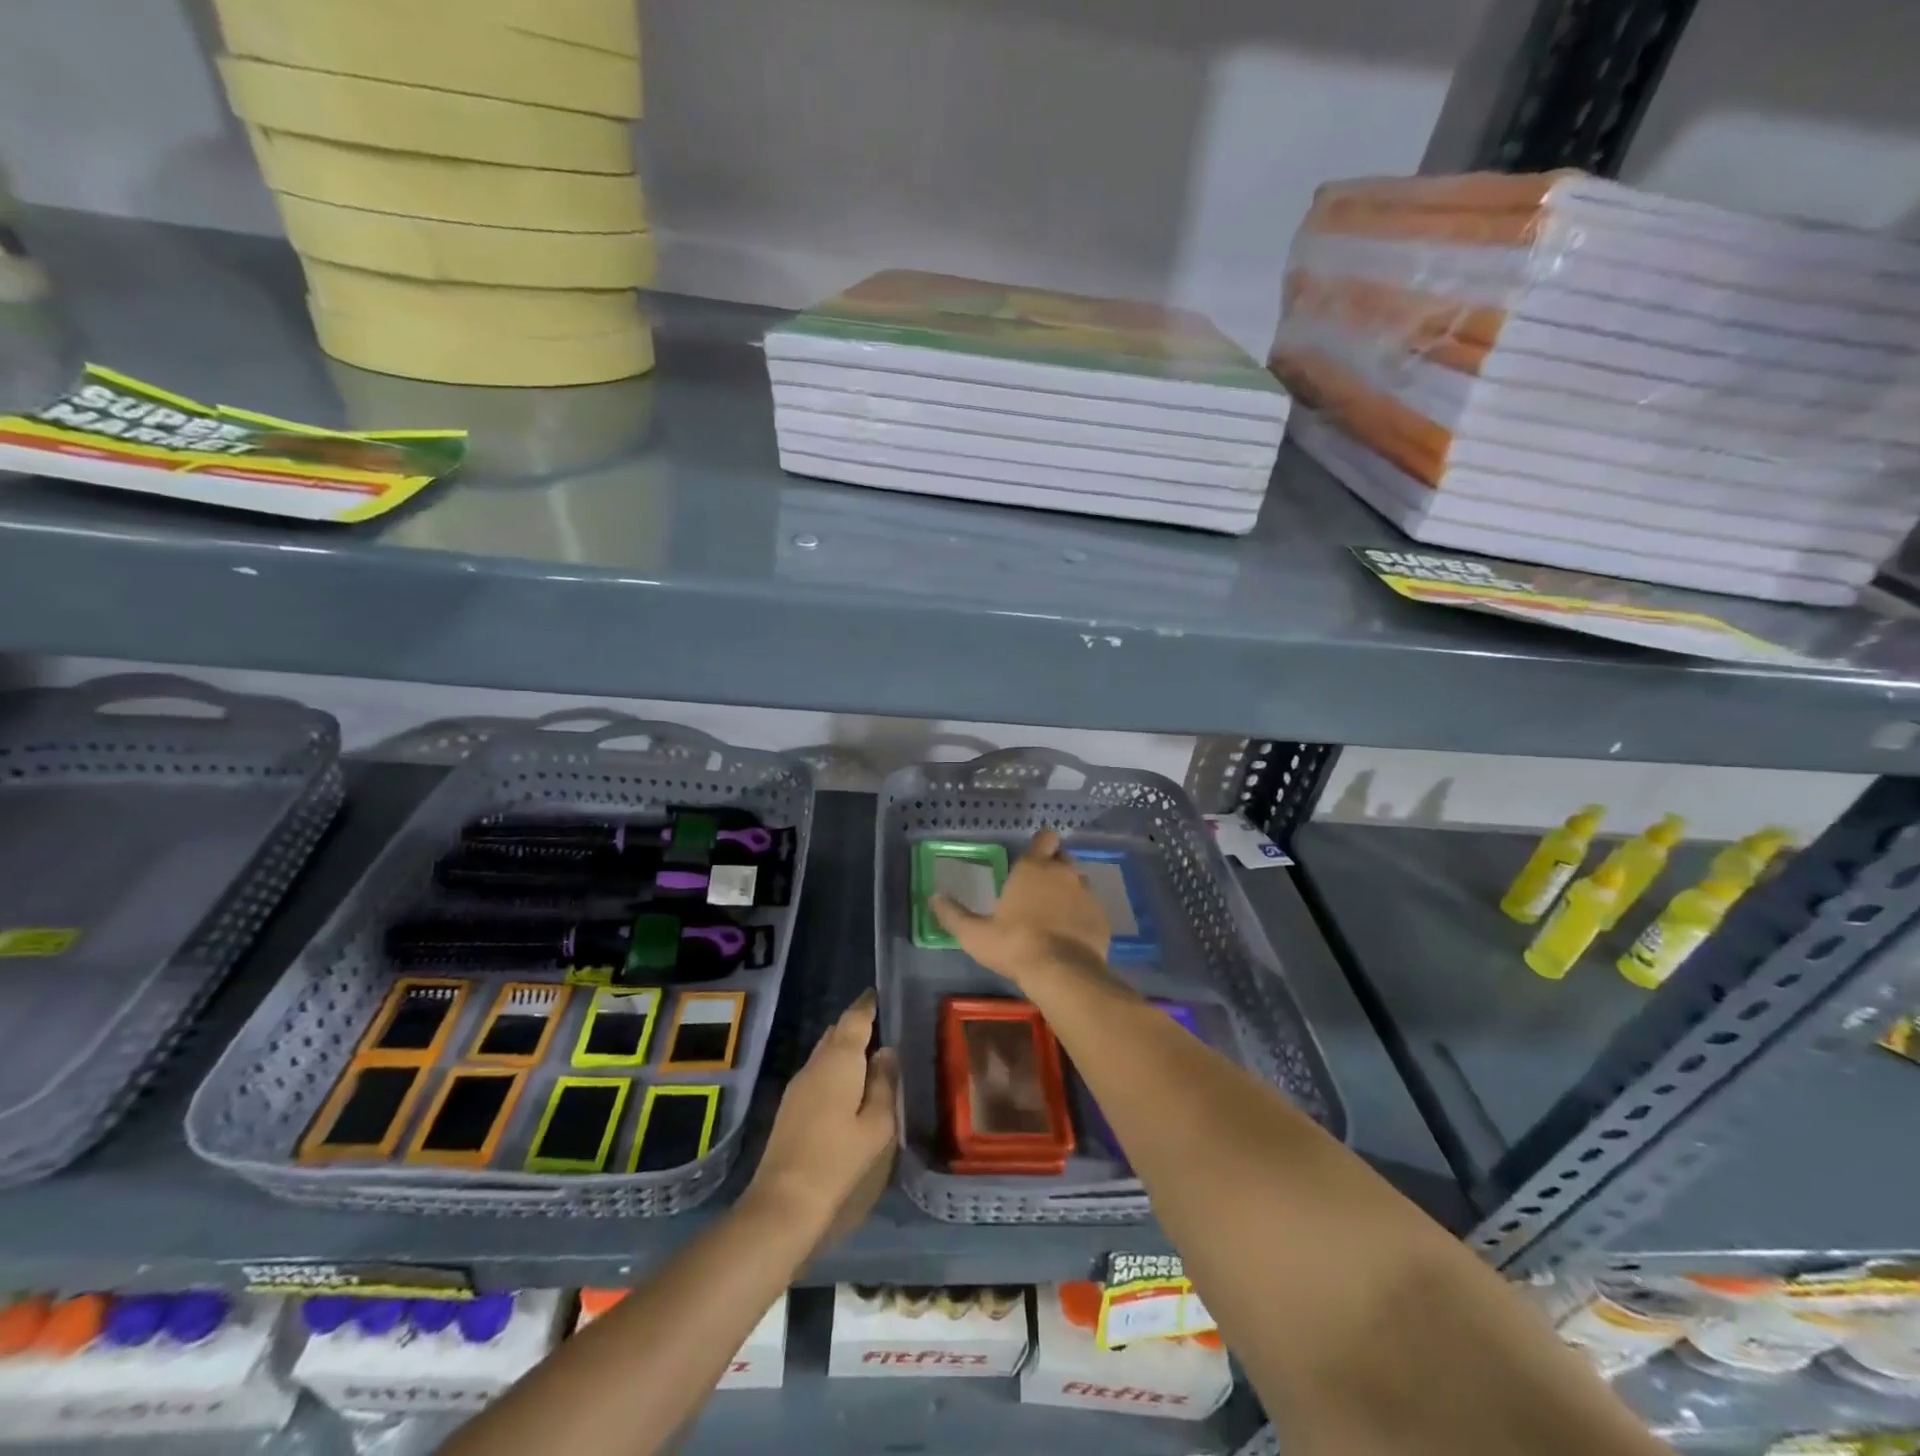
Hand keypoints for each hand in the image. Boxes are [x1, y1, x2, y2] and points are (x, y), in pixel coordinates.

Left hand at [748, 990, 898, 1239]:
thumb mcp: (877, 1125)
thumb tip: (886, 1052)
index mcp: (840, 1060)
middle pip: (836, 1033)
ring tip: (867, 1056)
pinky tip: (847, 1086)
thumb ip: (884, 1084)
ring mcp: (798, 1085)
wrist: (784, 1203)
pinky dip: (834, 1068)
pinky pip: (817, 1072)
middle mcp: (815, 1063)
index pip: (854, 1019)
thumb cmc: (838, 1160)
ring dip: (843, 1049)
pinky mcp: (789, 1107)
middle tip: (879, 1026)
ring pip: (824, 1053)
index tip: (876, 994)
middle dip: (855, 1026)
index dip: (866, 1005)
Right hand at [932, 828, 1111, 989]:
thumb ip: (953, 914)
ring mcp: (1086, 894)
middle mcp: (1063, 873)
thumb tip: (933, 898)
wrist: (1062, 973)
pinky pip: (1091, 909)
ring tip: (1055, 915)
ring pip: (1079, 883)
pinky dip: (1082, 917)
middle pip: (1062, 858)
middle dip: (1053, 868)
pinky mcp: (1101, 917)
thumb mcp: (974, 934)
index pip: (1044, 838)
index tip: (1033, 858)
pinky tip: (1071, 936)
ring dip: (1069, 892)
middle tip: (1038, 890)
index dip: (1041, 845)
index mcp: (1032, 868)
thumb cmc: (1014, 945)